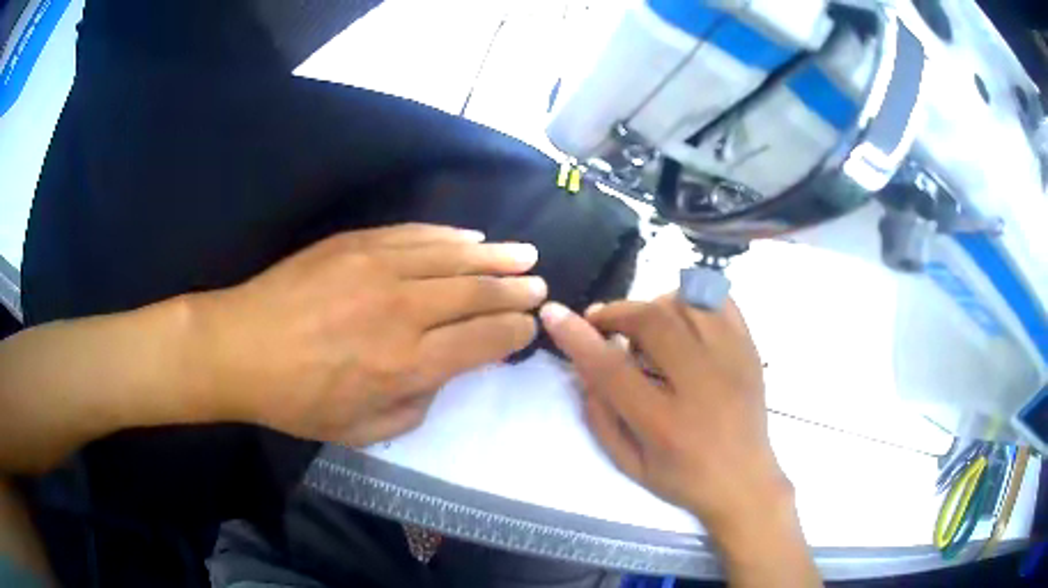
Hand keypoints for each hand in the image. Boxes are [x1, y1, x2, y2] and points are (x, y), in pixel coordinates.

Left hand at [189, 224, 546, 445]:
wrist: (240, 348)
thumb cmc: (296, 400)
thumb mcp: (360, 431)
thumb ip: (413, 409)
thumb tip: (438, 376)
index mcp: (405, 365)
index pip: (482, 340)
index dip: (513, 331)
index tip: (527, 327)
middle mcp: (402, 311)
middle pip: (476, 293)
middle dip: (515, 290)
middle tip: (538, 285)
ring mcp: (379, 268)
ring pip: (454, 257)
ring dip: (494, 256)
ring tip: (523, 254)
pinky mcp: (356, 243)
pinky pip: (416, 235)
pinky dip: (450, 236)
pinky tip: (470, 237)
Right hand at [540, 296, 792, 542]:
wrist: (745, 482)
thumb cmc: (683, 479)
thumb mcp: (629, 463)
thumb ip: (599, 415)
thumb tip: (583, 365)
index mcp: (665, 425)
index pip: (612, 368)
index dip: (577, 337)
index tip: (553, 314)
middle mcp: (703, 385)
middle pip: (653, 321)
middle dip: (617, 313)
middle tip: (603, 325)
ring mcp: (733, 361)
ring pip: (686, 302)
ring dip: (653, 306)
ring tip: (646, 328)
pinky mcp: (751, 349)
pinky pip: (720, 300)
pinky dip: (693, 298)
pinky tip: (682, 320)